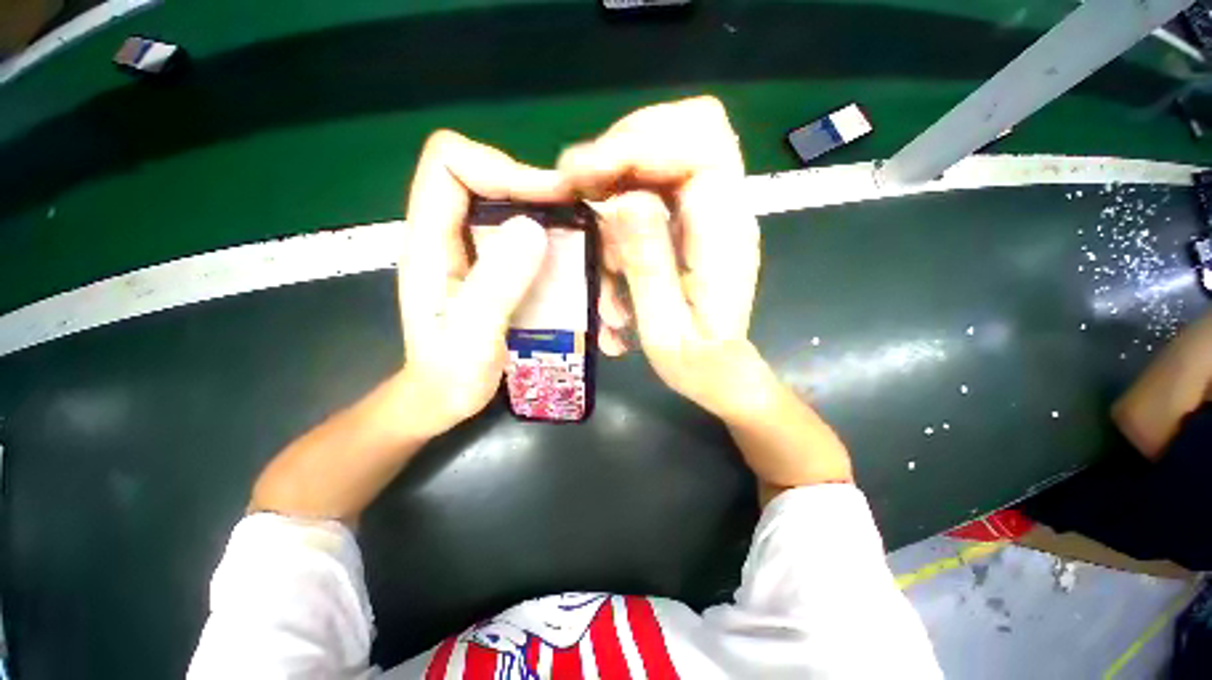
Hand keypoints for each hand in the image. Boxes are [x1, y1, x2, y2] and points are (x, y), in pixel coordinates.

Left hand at [399, 130, 571, 436]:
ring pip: (529, 220)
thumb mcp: (472, 335)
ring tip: (603, 284)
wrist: (444, 399)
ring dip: (571, 244)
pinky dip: (571, 266)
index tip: (552, 198)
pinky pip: (540, 251)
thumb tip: (534, 226)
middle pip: (501, 186)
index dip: (502, 166)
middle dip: (551, 205)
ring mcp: (483, 254)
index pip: (450, 164)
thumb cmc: (449, 375)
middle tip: (593, 237)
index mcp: (432, 241)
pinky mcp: (504, 272)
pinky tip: (594, 300)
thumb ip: (497, 283)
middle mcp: (457, 237)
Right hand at [558, 97, 766, 417]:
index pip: (701, 144)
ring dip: (620, 166)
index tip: (587, 176)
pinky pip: (660, 179)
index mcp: (724, 235)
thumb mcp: (664, 326)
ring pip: (671, 148)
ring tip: (585, 201)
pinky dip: (624, 188)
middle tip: (580, 182)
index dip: (639, 144)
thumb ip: (649, 265)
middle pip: (689, 128)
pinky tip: (604, 221)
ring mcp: (711, 212)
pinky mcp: (694, 222)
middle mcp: (725, 210)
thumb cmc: (696, 362)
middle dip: (625, 145)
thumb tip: (624, 200)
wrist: (721, 372)